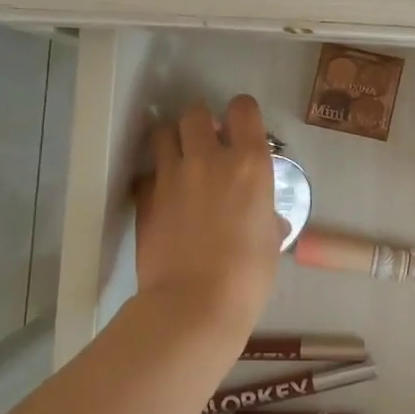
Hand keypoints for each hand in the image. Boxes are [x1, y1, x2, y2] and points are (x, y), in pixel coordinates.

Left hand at [135, 95, 282, 337]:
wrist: (195, 305)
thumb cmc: (248, 275)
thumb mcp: (270, 240)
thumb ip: (267, 216)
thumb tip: (268, 219)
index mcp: (249, 163)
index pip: (243, 108)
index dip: (241, 114)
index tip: (240, 130)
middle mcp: (209, 158)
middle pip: (195, 112)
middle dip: (200, 123)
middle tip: (206, 144)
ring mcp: (171, 176)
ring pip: (162, 132)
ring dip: (172, 140)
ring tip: (178, 160)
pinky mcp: (144, 197)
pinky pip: (147, 172)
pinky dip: (154, 177)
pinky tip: (162, 197)